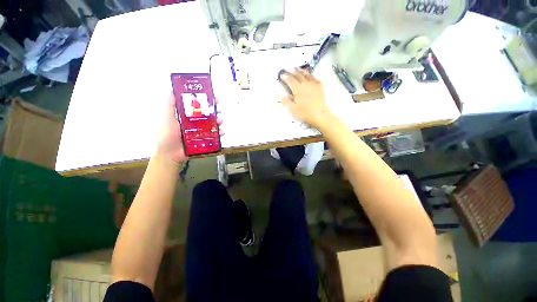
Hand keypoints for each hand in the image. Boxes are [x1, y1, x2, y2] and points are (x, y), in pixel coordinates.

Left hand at [156, 94, 223, 164]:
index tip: (213, 95)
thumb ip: (170, 106)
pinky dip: (220, 133)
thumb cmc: (168, 135)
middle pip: (208, 113)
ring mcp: (202, 131)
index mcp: (188, 115)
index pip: (199, 105)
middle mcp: (196, 122)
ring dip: (219, 120)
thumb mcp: (167, 118)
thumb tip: (172, 90)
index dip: (206, 100)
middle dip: (216, 109)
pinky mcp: (206, 139)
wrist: (170, 154)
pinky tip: (222, 132)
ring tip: (220, 120)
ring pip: (213, 123)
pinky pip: (215, 135)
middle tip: (220, 108)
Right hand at [280, 68, 332, 127]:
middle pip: (298, 75)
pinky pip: (314, 78)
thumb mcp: (293, 110)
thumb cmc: (305, 113)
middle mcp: (305, 84)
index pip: (290, 80)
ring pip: (306, 74)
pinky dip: (310, 75)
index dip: (285, 77)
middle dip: (292, 71)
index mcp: (298, 89)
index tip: (281, 74)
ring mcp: (313, 84)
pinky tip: (309, 75)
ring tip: (297, 68)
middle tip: (287, 67)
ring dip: (300, 70)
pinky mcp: (320, 86)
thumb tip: (280, 96)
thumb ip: (286, 102)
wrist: (320, 115)